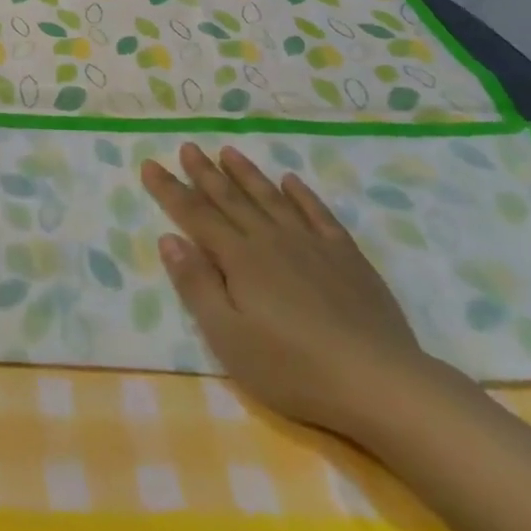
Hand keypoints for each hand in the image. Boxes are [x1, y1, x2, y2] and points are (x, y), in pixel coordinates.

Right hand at [143, 142, 437, 437]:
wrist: (381, 384)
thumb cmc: (293, 368)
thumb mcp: (228, 337)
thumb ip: (197, 285)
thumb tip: (169, 239)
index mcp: (239, 259)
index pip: (195, 215)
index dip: (170, 189)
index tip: (150, 164)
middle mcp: (271, 240)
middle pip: (230, 198)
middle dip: (205, 172)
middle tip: (188, 147)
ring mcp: (312, 245)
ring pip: (271, 198)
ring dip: (247, 173)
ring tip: (228, 151)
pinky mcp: (347, 257)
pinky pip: (318, 214)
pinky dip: (302, 195)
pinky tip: (291, 181)